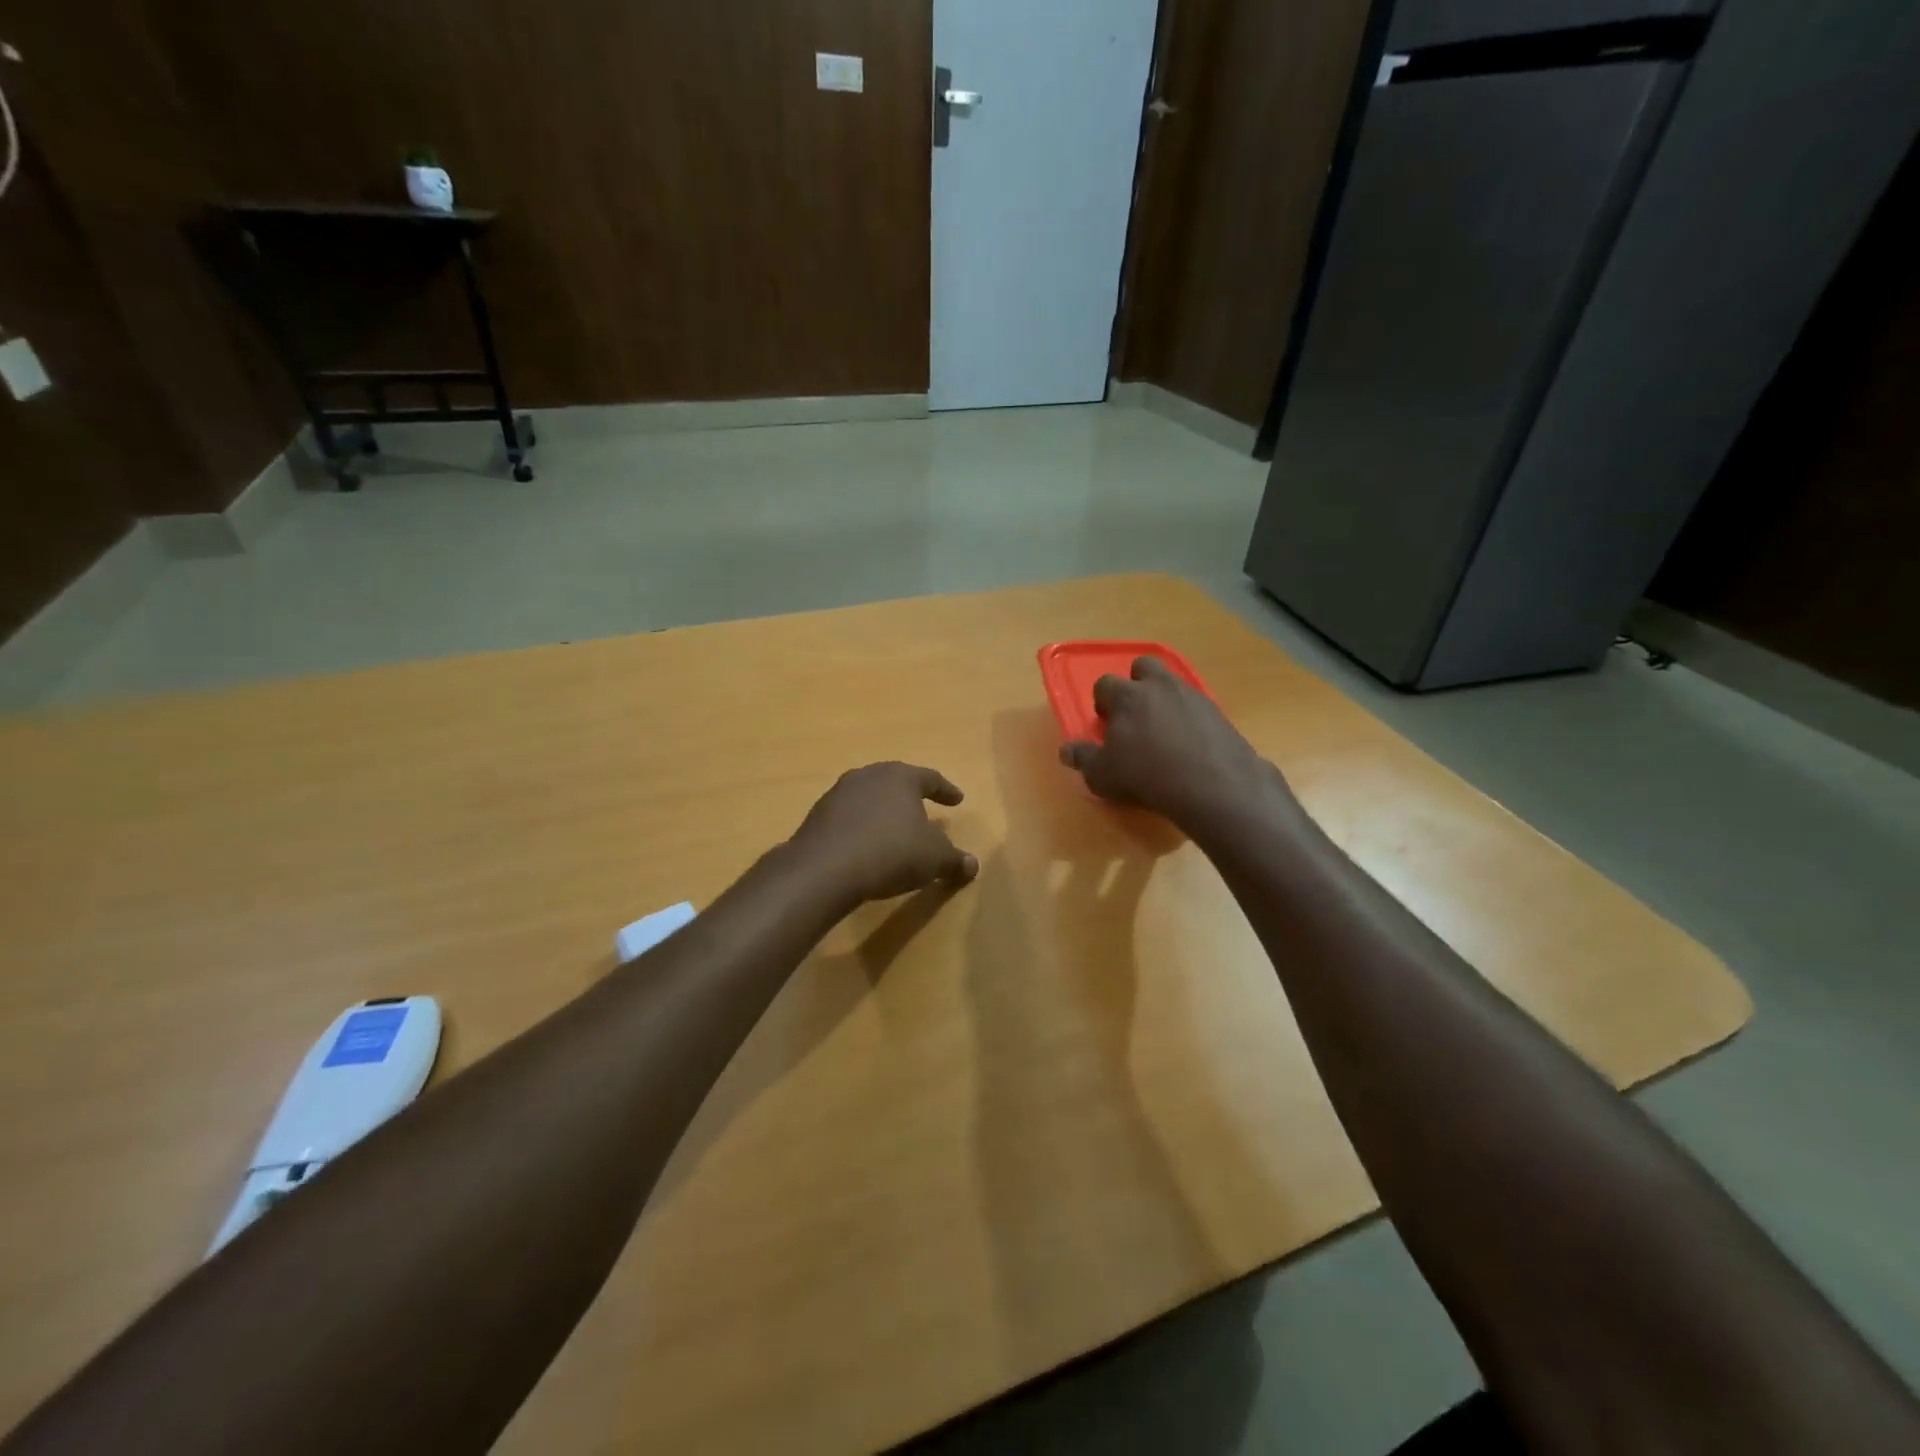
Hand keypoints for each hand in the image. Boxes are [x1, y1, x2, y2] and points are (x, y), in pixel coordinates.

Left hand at [789, 762, 979, 907]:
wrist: (824, 869)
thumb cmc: (891, 853)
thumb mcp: (934, 859)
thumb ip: (955, 859)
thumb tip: (973, 864)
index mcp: (900, 777)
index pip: (930, 778)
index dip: (946, 790)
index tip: (958, 800)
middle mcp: (868, 776)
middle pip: (895, 781)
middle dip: (911, 796)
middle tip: (924, 806)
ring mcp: (839, 793)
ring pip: (869, 797)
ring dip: (883, 810)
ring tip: (893, 828)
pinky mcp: (818, 815)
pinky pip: (848, 816)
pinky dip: (861, 826)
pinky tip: (865, 843)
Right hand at [1060, 657, 1289, 830]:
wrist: (1213, 785)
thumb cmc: (1146, 776)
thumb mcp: (1102, 775)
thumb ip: (1083, 758)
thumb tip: (1066, 750)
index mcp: (1126, 696)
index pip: (1105, 683)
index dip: (1102, 702)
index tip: (1106, 723)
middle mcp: (1159, 686)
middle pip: (1143, 666)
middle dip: (1137, 683)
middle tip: (1135, 715)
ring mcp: (1192, 695)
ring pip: (1173, 682)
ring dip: (1164, 698)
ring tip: (1164, 731)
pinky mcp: (1218, 712)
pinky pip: (1197, 705)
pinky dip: (1190, 717)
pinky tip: (1190, 744)